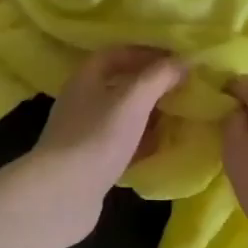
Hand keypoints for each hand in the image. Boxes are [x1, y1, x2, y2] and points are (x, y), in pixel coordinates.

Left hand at [33, 46, 185, 211]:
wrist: (63, 194)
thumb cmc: (98, 137)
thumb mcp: (133, 99)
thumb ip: (159, 76)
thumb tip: (184, 60)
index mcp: (86, 77)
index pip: (117, 53)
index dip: (146, 52)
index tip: (176, 59)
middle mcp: (82, 100)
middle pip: (120, 84)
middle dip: (151, 85)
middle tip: (184, 88)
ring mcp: (84, 132)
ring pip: (122, 115)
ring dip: (148, 114)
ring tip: (179, 115)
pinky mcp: (90, 161)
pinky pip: (121, 143)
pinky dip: (141, 141)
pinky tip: (162, 147)